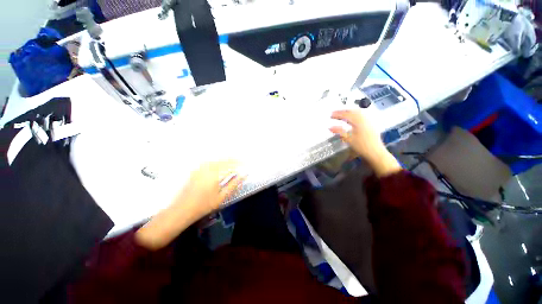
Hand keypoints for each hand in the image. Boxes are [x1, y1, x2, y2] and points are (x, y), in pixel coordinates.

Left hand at [176, 160, 244, 216]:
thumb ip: (234, 184)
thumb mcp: (222, 196)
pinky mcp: (196, 170)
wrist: (182, 209)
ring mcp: (201, 168)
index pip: (231, 165)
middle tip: (242, 161)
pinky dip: (218, 161)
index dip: (239, 164)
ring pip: (217, 160)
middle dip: (234, 160)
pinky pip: (210, 161)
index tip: (246, 164)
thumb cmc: (204, 205)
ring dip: (226, 159)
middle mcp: (208, 168)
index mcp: (215, 175)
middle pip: (224, 160)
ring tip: (234, 160)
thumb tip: (244, 175)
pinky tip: (221, 163)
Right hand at [330, 110, 400, 176]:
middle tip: (336, 113)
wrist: (375, 152)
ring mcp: (368, 121)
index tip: (331, 115)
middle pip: (353, 111)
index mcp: (358, 122)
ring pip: (358, 112)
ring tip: (343, 114)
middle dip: (343, 111)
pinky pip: (362, 115)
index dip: (338, 114)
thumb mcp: (348, 139)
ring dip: (349, 112)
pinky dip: (355, 115)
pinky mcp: (371, 124)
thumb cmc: (361, 146)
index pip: (346, 115)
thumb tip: (330, 127)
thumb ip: (339, 131)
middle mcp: (364, 119)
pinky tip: (353, 118)